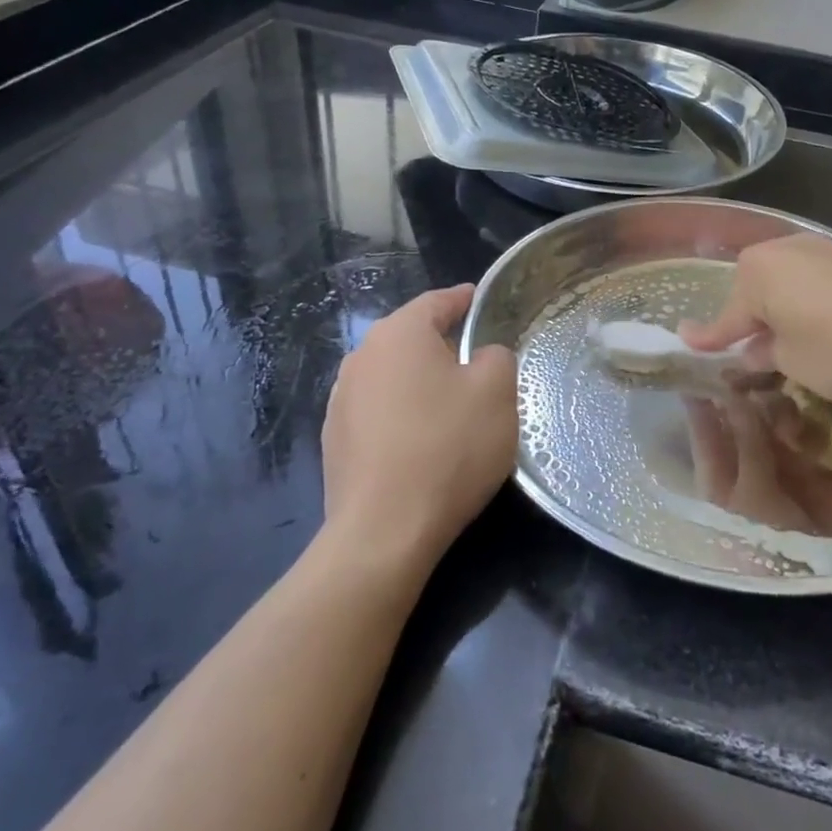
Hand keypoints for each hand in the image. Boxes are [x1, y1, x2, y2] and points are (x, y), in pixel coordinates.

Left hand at [321, 285, 517, 571]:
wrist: (384, 531)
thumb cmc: (447, 447)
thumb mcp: (496, 392)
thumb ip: (496, 357)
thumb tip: (481, 357)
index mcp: (398, 334)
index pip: (436, 301)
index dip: (463, 300)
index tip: (480, 300)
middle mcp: (361, 357)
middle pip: (410, 338)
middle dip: (443, 344)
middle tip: (477, 360)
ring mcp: (340, 401)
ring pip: (393, 376)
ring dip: (420, 382)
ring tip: (451, 405)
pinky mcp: (335, 441)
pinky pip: (378, 412)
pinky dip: (402, 415)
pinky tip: (422, 442)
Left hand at [681, 392, 831, 548]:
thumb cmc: (775, 543)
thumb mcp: (753, 494)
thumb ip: (746, 439)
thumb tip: (733, 393)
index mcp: (717, 475)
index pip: (703, 426)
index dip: (702, 395)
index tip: (704, 359)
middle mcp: (746, 463)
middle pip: (742, 413)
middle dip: (750, 396)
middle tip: (758, 379)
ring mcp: (781, 463)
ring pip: (775, 416)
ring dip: (781, 411)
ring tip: (789, 427)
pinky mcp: (816, 466)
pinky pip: (809, 431)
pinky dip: (809, 430)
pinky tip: (811, 443)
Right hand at [682, 234, 831, 406]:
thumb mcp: (794, 364)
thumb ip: (766, 354)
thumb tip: (754, 348)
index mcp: (758, 273)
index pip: (726, 316)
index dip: (708, 337)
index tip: (685, 339)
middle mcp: (785, 250)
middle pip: (757, 291)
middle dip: (752, 320)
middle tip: (751, 352)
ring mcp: (824, 248)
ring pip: (789, 284)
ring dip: (785, 311)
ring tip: (792, 342)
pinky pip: (818, 281)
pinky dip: (813, 302)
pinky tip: (829, 327)